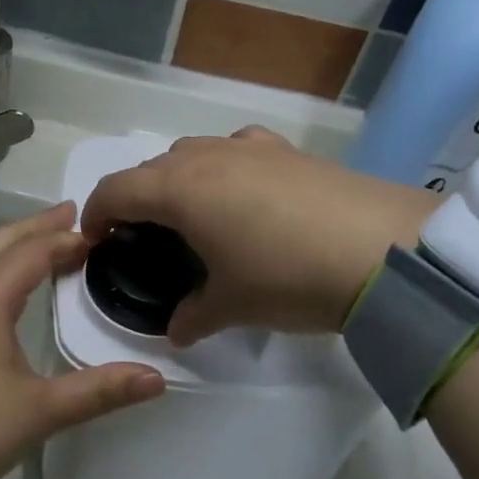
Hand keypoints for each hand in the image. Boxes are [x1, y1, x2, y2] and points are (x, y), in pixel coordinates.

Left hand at [0, 202, 165, 478]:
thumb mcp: (40, 410)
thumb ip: (99, 390)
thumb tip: (157, 378)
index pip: (32, 251)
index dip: (67, 239)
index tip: (101, 234)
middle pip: (1, 241)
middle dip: (37, 226)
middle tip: (72, 215)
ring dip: (14, 244)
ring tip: (47, 243)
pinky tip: (10, 287)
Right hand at [81, 127, 436, 345]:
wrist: (383, 250)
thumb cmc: (288, 276)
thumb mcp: (233, 305)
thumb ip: (194, 315)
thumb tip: (177, 330)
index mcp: (179, 189)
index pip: (115, 190)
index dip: (95, 215)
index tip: (95, 241)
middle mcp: (205, 157)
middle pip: (150, 168)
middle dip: (136, 199)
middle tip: (144, 238)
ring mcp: (249, 147)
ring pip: (192, 152)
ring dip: (178, 179)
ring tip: (195, 216)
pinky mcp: (287, 150)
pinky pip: (236, 149)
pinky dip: (223, 166)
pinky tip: (245, 192)